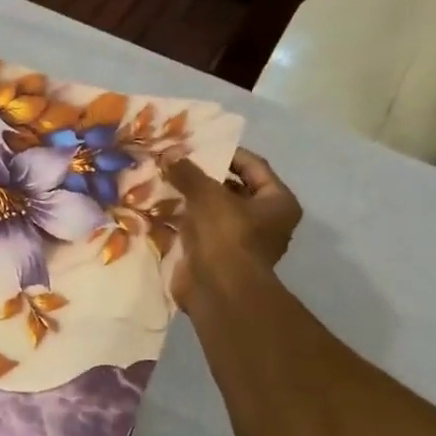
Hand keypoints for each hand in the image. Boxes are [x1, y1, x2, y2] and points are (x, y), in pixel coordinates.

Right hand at [169, 149, 303, 295]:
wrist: (218, 290)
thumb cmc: (227, 236)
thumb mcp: (208, 195)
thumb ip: (189, 172)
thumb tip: (169, 153)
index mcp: (278, 203)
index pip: (254, 166)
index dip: (227, 153)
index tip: (198, 145)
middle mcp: (264, 220)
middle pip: (231, 188)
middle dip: (203, 176)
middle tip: (175, 162)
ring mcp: (239, 240)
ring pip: (211, 209)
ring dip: (189, 198)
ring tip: (162, 180)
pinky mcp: (215, 255)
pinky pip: (197, 229)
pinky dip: (180, 219)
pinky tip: (157, 206)